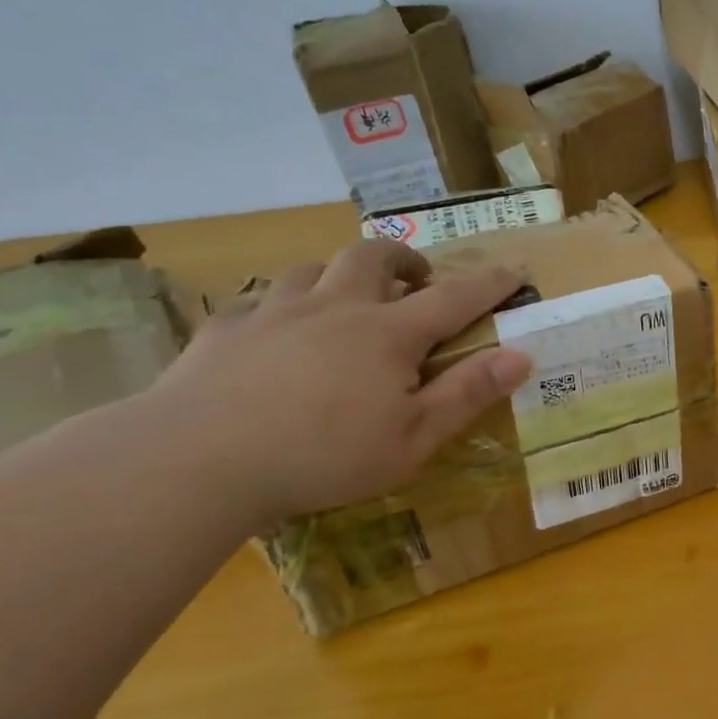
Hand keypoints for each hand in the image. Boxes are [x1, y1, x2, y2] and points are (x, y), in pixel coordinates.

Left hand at [144, 239, 530, 527]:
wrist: (196, 460)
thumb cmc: (322, 456)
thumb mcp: (412, 439)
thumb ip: (467, 394)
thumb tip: (521, 356)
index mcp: (388, 335)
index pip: (454, 298)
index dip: (490, 283)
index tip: (516, 268)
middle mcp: (336, 308)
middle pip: (374, 258)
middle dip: (405, 261)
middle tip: (417, 280)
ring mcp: (275, 312)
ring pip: (315, 267)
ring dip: (342, 275)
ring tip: (348, 299)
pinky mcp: (225, 329)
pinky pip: (259, 299)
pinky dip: (282, 305)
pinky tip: (277, 330)